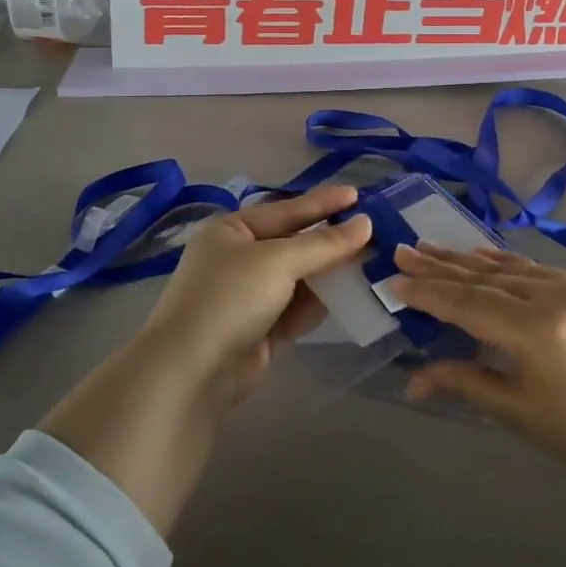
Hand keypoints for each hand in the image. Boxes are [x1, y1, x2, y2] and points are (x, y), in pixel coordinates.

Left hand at [39, 187, 369, 536]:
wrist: (192, 371)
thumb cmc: (230, 298)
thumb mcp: (278, 261)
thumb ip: (324, 243)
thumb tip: (365, 223)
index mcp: (232, 230)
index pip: (287, 210)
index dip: (323, 202)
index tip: (359, 195)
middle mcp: (238, 258)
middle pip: (294, 244)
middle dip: (331, 240)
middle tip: (374, 230)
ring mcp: (248, 296)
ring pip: (299, 278)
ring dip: (330, 273)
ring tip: (371, 263)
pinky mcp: (259, 330)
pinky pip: (297, 308)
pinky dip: (319, 304)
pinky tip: (348, 297)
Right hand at [391, 245, 565, 563]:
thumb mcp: (519, 413)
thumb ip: (464, 381)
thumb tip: (412, 380)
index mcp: (537, 330)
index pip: (468, 302)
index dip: (428, 292)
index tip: (394, 279)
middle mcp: (557, 294)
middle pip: (486, 276)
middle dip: (441, 266)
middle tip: (404, 250)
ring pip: (512, 267)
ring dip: (470, 260)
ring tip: (432, 248)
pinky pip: (540, 269)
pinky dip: (507, 263)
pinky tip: (483, 255)